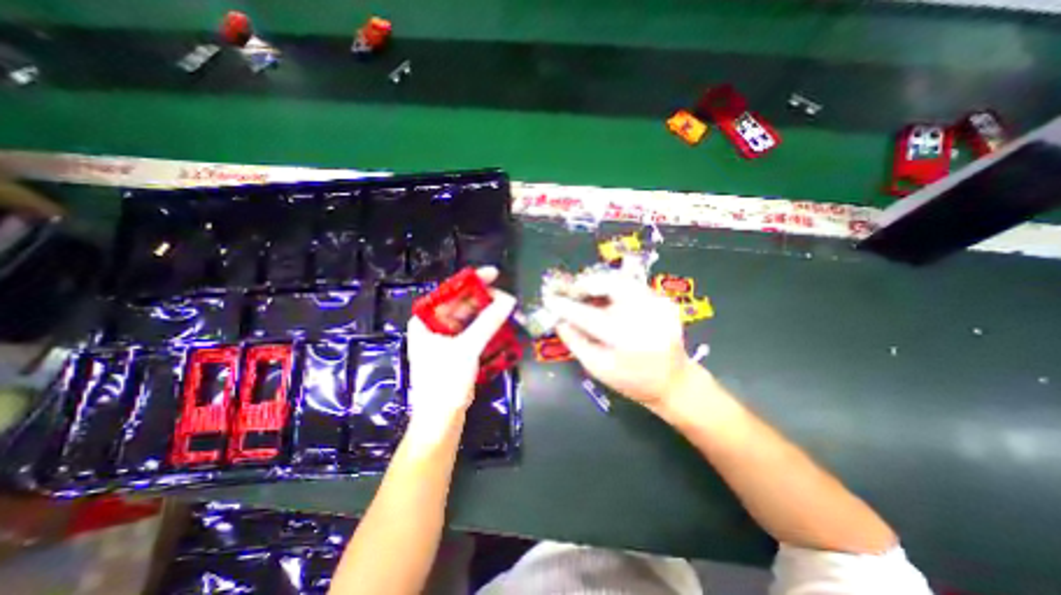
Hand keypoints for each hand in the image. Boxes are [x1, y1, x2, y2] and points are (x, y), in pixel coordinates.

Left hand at [406, 268, 516, 438]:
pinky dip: (486, 326)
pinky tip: (500, 323)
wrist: (440, 419)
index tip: (493, 274)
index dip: (472, 281)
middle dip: (483, 298)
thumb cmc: (445, 381)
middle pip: (461, 303)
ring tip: (506, 308)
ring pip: (469, 317)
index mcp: (425, 320)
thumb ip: (488, 322)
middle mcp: (433, 326)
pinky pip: (472, 330)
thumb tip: (508, 300)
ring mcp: (445, 338)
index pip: (450, 292)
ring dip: (487, 312)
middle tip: (505, 296)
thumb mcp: (466, 348)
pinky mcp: (456, 350)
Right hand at [546, 269, 697, 405]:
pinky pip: (633, 286)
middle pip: (611, 284)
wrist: (674, 382)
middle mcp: (645, 317)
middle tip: (574, 291)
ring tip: (588, 293)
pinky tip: (609, 300)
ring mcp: (659, 305)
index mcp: (626, 339)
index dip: (566, 306)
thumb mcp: (598, 368)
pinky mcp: (665, 301)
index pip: (588, 316)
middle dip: (587, 283)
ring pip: (622, 280)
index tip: (550, 299)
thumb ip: (575, 341)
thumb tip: (558, 319)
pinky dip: (616, 288)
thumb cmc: (632, 381)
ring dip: (600, 283)